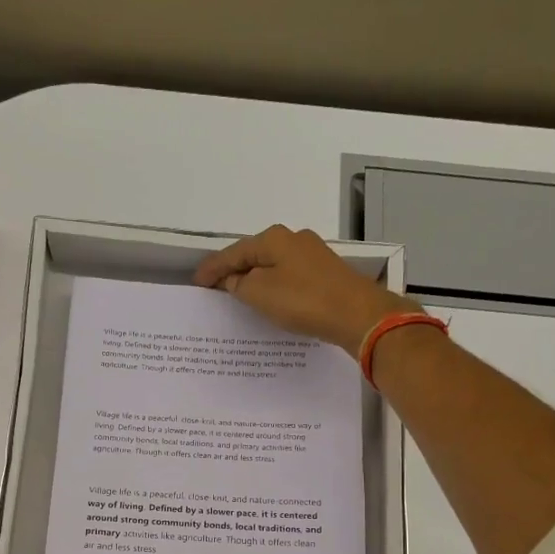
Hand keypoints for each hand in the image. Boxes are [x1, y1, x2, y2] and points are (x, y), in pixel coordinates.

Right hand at [194, 224, 422, 352]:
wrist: (358, 314)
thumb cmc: (304, 300)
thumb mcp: (260, 293)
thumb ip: (239, 285)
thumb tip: (233, 280)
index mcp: (273, 239)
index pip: (233, 252)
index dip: (212, 268)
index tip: (196, 282)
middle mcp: (294, 239)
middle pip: (254, 255)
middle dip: (234, 270)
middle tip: (214, 288)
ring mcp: (313, 255)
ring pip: (273, 266)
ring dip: (255, 279)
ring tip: (238, 295)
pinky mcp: (326, 273)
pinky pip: (289, 277)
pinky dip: (274, 286)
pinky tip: (270, 299)